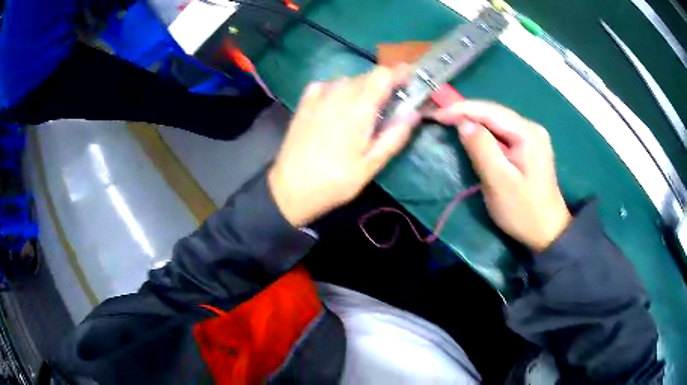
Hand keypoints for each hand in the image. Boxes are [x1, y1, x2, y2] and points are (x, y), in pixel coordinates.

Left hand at [269, 66, 420, 226]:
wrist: (291, 188)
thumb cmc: (335, 181)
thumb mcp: (371, 165)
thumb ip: (395, 136)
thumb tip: (415, 113)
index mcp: (358, 108)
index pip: (383, 74)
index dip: (400, 73)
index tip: (410, 82)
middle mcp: (338, 93)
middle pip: (368, 76)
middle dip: (383, 86)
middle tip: (389, 107)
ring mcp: (319, 95)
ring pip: (349, 80)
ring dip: (362, 90)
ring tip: (363, 113)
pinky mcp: (305, 101)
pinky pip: (330, 85)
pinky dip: (340, 91)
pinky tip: (338, 109)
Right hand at [432, 101, 570, 251]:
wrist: (547, 232)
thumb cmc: (523, 211)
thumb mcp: (499, 182)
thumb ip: (481, 148)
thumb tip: (463, 123)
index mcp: (528, 133)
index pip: (490, 111)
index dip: (461, 109)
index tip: (436, 116)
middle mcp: (531, 128)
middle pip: (494, 113)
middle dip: (466, 113)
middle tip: (439, 118)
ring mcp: (532, 137)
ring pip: (497, 122)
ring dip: (474, 122)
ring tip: (450, 123)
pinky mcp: (529, 148)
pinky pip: (502, 133)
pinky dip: (484, 133)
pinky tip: (472, 136)